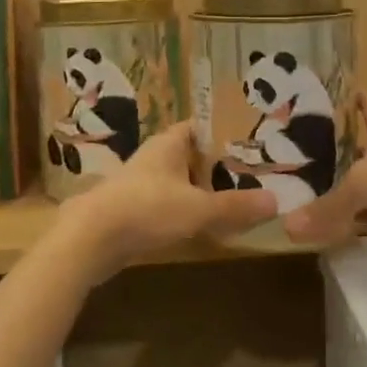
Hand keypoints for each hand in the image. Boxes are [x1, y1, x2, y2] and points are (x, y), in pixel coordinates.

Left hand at [55, 122, 277, 281]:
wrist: (90, 239)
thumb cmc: (146, 209)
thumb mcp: (198, 208)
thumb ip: (235, 206)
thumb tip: (276, 201)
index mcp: (169, 143)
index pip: (201, 127)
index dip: (225, 132)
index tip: (253, 142)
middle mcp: (155, 157)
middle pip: (193, 155)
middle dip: (219, 165)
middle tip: (253, 174)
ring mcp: (141, 183)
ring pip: (180, 180)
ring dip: (202, 189)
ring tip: (235, 200)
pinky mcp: (133, 209)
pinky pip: (168, 203)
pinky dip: (186, 210)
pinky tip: (204, 225)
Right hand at [285, 97, 366, 248]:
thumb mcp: (363, 185)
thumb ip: (328, 206)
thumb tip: (289, 227)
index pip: (366, 106)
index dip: (353, 99)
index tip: (335, 94)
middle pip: (364, 149)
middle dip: (340, 154)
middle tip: (305, 160)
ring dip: (352, 192)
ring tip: (316, 195)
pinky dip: (365, 223)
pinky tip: (343, 230)